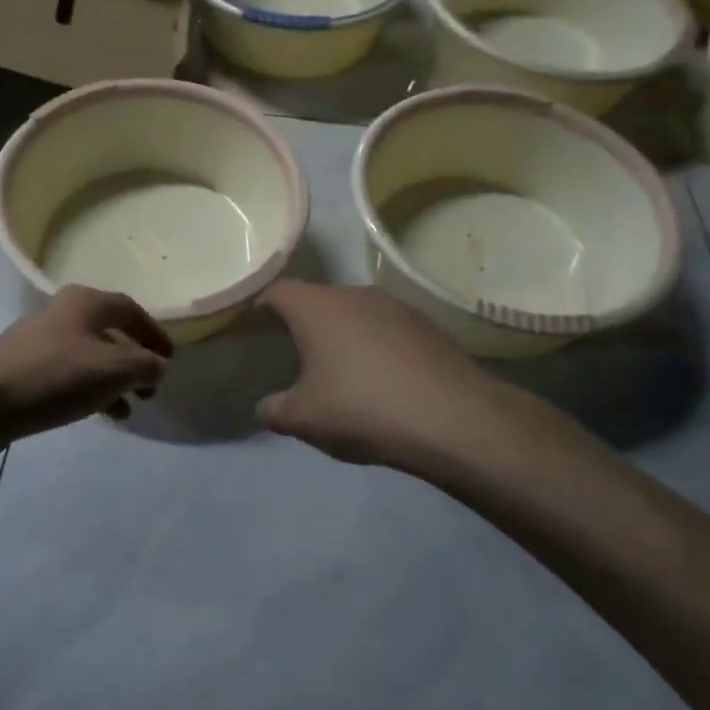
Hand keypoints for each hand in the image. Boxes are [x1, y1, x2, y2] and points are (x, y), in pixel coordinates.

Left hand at [0, 286, 172, 445]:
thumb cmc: (54, 377)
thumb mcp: (111, 371)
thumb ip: (144, 366)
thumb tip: (157, 365)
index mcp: (86, 302)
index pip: (131, 310)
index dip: (155, 334)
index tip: (170, 360)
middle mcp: (64, 312)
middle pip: (111, 332)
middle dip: (135, 361)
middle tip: (150, 390)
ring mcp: (42, 339)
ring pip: (91, 356)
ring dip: (114, 380)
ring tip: (128, 409)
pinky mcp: (26, 366)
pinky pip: (71, 373)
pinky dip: (91, 389)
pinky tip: (98, 414)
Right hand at [257, 281, 537, 476]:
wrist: (454, 419)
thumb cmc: (363, 409)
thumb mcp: (304, 419)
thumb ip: (274, 410)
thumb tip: (264, 407)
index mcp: (316, 307)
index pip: (276, 291)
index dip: (261, 307)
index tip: (255, 328)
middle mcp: (353, 293)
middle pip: (317, 299)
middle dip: (303, 321)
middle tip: (295, 353)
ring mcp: (394, 305)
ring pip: (354, 311)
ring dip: (342, 333)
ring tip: (340, 368)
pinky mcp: (426, 323)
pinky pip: (385, 326)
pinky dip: (375, 343)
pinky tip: (382, 377)